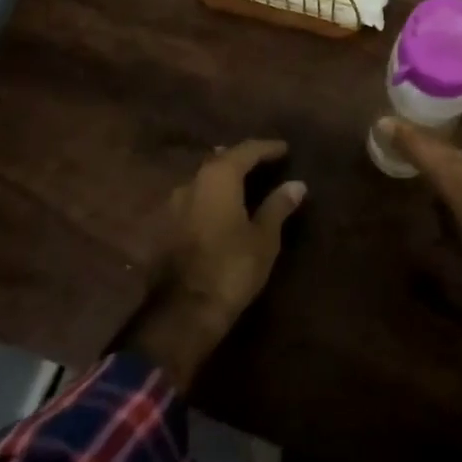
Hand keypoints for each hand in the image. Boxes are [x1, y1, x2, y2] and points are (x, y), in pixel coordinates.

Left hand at [116, 139, 306, 391]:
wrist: (181, 313)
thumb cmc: (230, 269)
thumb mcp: (264, 238)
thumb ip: (278, 206)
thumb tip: (296, 184)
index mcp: (218, 177)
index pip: (246, 150)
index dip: (267, 148)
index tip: (285, 149)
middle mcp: (191, 182)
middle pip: (220, 160)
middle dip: (243, 159)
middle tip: (265, 163)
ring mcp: (173, 205)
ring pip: (204, 180)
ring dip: (225, 178)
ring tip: (245, 183)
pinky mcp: (164, 227)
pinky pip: (194, 199)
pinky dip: (211, 197)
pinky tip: (222, 208)